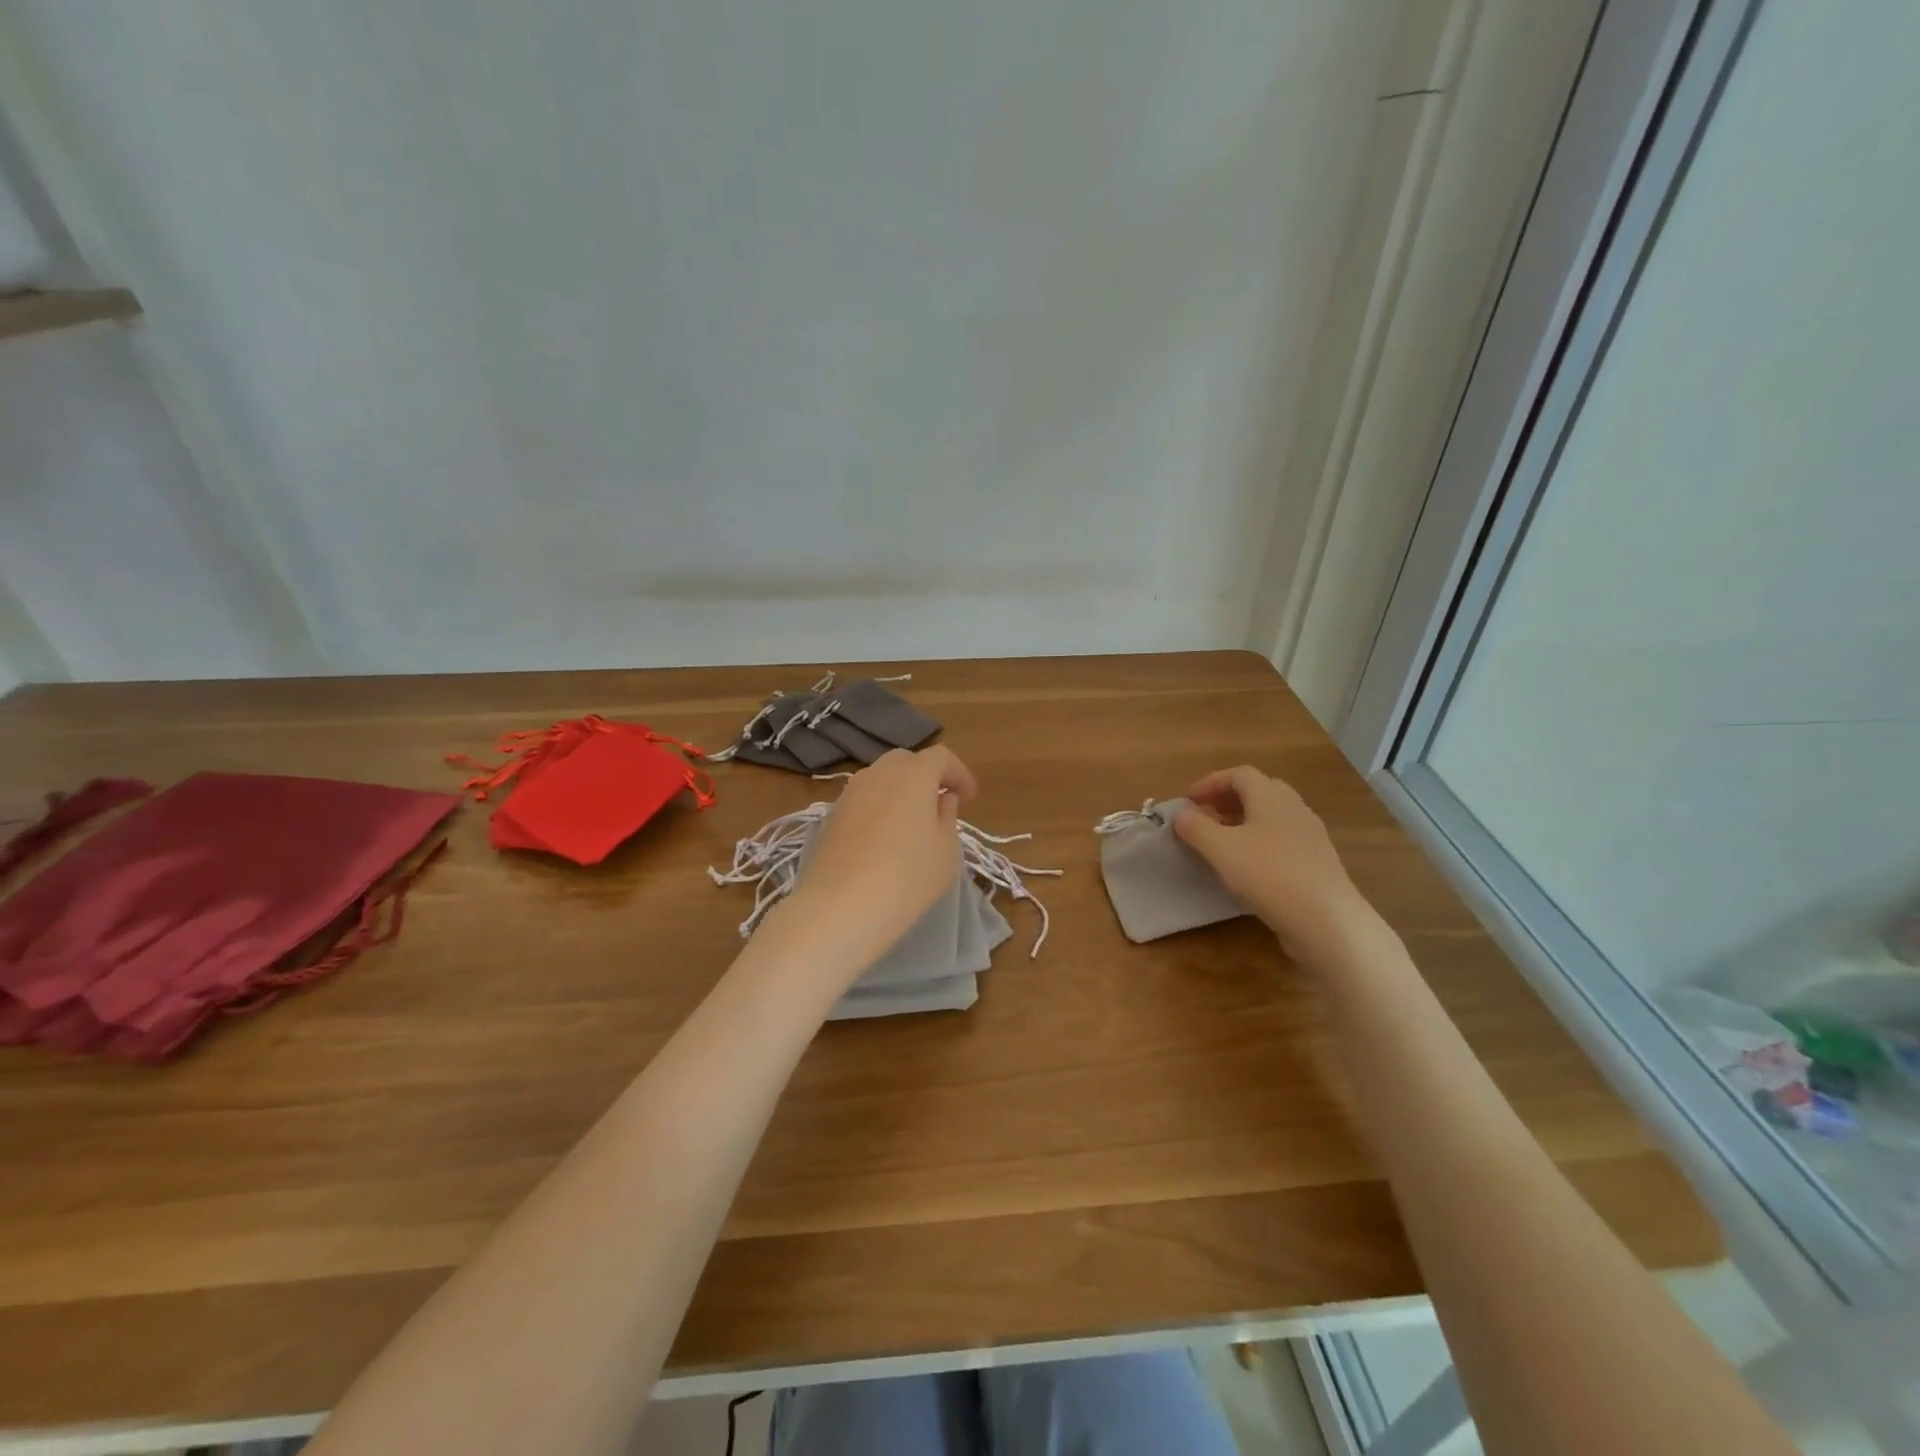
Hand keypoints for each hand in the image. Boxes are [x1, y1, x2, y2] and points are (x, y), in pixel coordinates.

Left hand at [785, 746, 977, 975]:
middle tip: (941, 803)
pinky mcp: (832, 816)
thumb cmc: (907, 877)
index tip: (970, 798)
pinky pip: (864, 800)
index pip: (940, 757)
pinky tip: (885, 837)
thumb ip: (948, 817)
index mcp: (913, 775)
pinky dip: (880, 807)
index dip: (959, 773)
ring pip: (881, 778)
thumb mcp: (946, 850)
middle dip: (927, 776)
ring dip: (901, 791)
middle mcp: (878, 773)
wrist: (840, 907)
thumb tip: (943, 799)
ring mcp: (850, 793)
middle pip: (907, 761)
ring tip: (913, 822)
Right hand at [1173, 765, 1376, 965]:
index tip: (1188, 801)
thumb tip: (1181, 814)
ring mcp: (1309, 834)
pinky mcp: (1317, 860)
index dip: (1210, 783)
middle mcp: (1293, 807)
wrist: (1326, 919)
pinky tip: (1249, 865)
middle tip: (1206, 815)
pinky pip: (1282, 838)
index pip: (1238, 774)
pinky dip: (1260, 840)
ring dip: (1244, 820)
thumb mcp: (1220, 849)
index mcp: (1270, 796)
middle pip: (1258, 790)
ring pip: (1272, 815)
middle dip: (1228, 798)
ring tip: (1223, 840)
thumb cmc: (1268, 874)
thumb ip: (1195, 827)